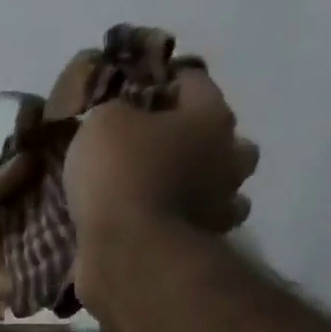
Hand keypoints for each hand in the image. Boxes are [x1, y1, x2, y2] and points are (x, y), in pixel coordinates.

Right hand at [64, 63, 259, 243]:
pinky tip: (164, 224)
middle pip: (227, 138)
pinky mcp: (207, 242)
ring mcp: (222, 203)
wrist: (130, 249)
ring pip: (225, 186)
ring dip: (205, 185)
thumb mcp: (102, 124)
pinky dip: (190, 221)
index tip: (141, 90)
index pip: (195, 82)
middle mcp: (228, 156)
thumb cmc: (119, 174)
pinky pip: (203, 223)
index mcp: (210, 116)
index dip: (167, 81)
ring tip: (171, 191)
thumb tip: (122, 117)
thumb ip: (115, 111)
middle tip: (164, 147)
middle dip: (201, 139)